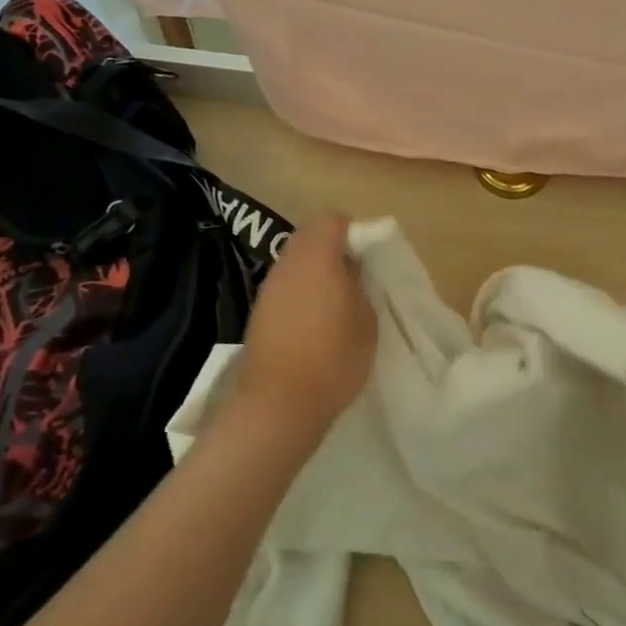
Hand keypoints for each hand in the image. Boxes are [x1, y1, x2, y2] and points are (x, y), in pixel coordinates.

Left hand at [234, 215, 376, 440]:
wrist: (279, 404)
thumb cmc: (334, 356)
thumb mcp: (367, 319)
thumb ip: (360, 285)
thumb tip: (350, 270)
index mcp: (317, 256)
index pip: (332, 221)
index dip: (353, 232)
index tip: (368, 257)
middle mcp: (287, 264)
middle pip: (309, 238)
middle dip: (332, 250)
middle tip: (354, 278)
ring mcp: (268, 289)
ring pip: (295, 263)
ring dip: (315, 273)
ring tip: (336, 303)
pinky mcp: (258, 313)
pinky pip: (285, 289)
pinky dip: (300, 295)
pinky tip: (313, 324)